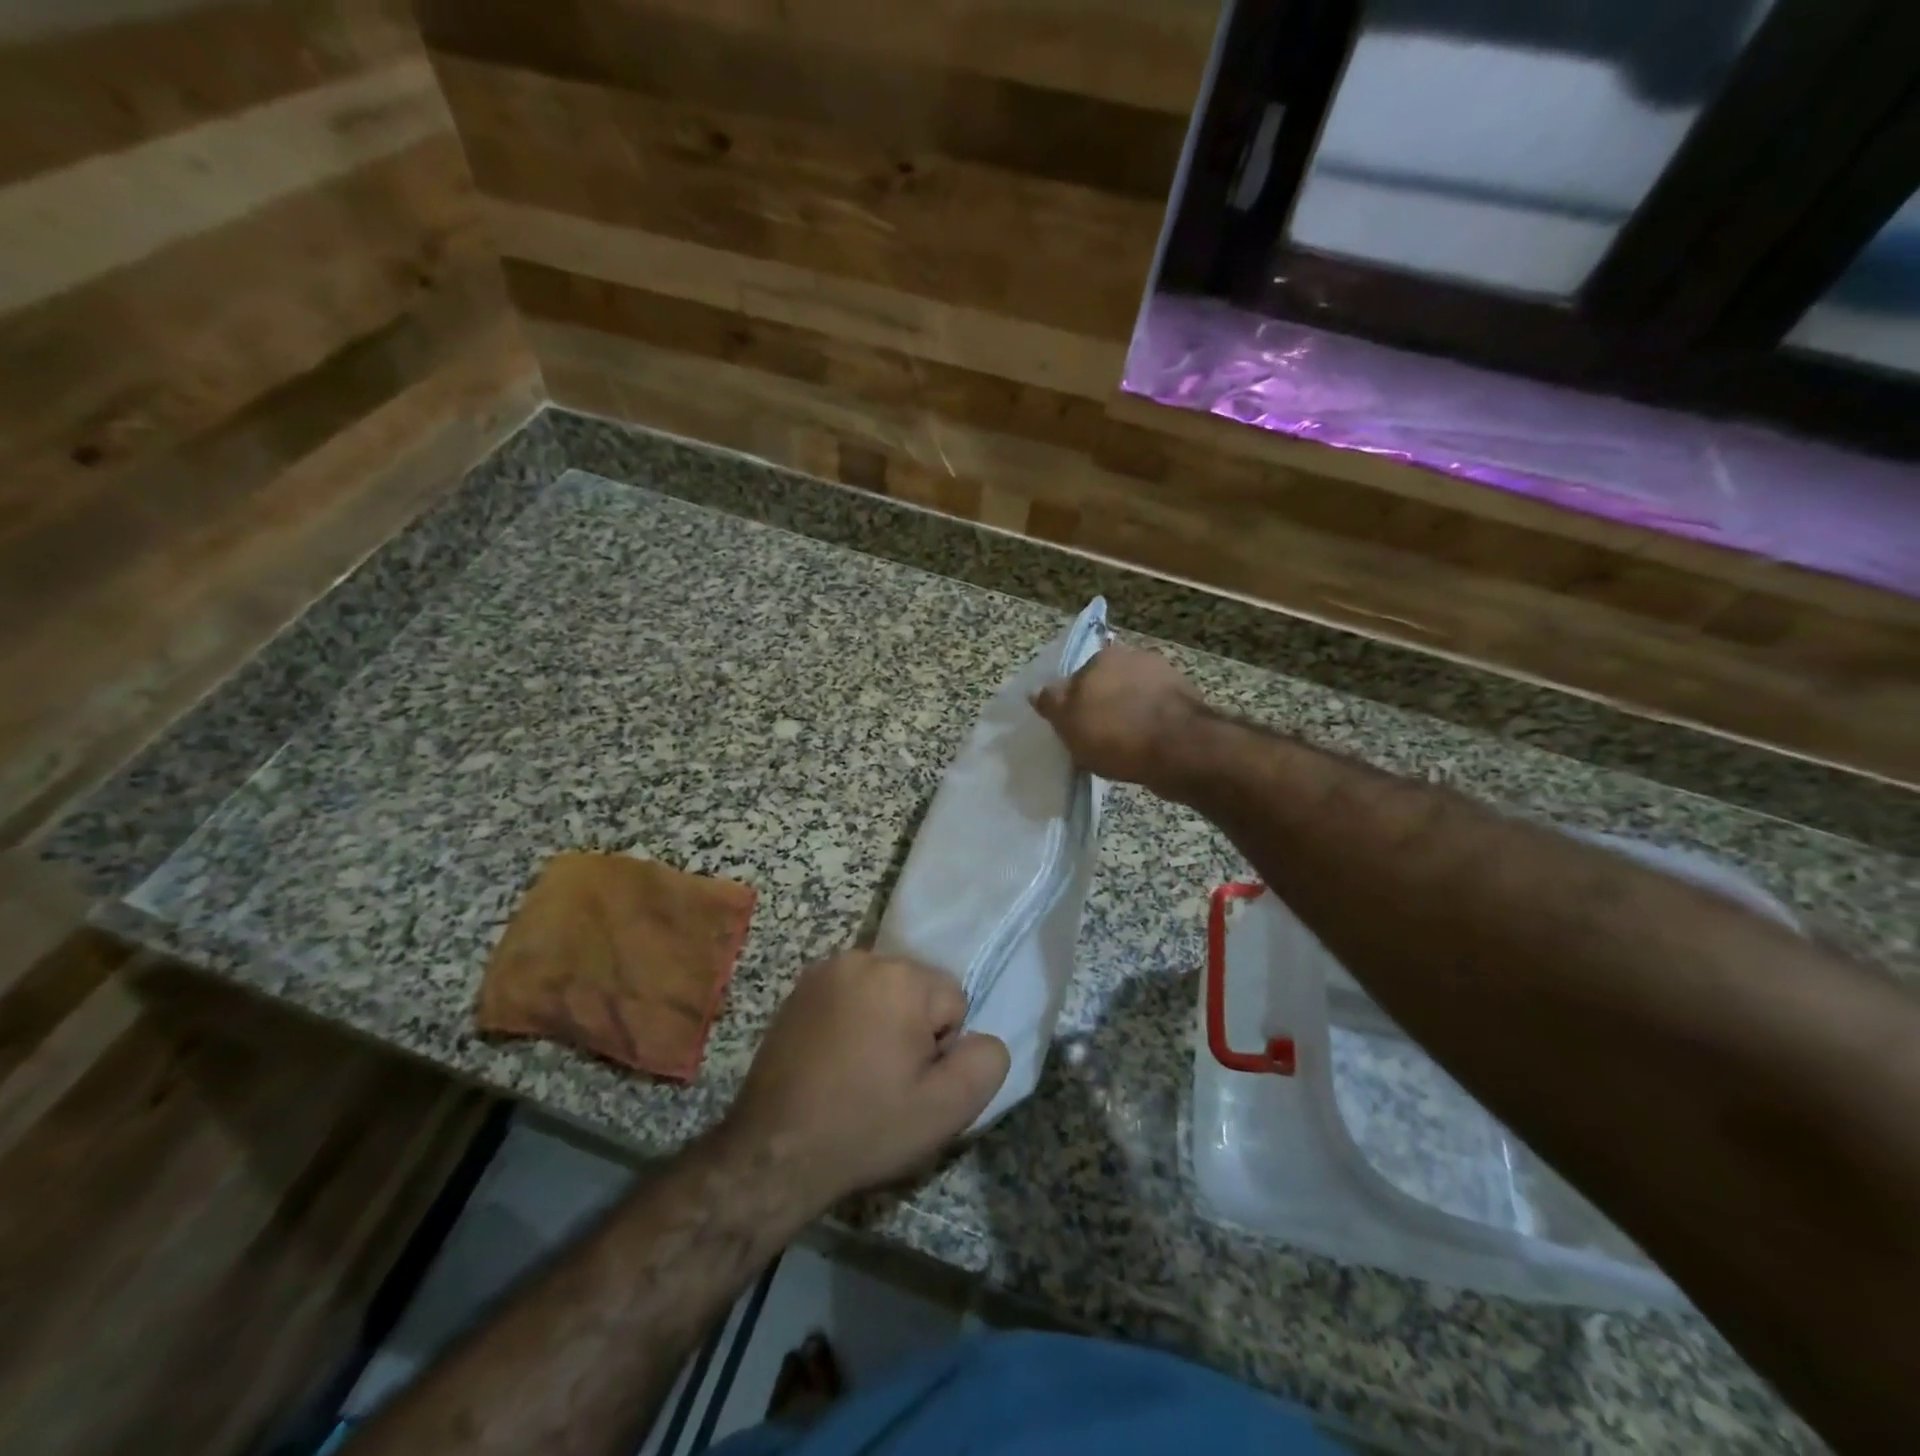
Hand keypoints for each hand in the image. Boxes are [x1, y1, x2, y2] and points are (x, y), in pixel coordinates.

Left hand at [724, 952, 1009, 1208]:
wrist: (775, 1152)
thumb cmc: (866, 1127)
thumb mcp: (946, 1109)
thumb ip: (985, 1062)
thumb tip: (983, 1037)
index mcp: (901, 977)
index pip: (953, 1001)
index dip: (941, 1048)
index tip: (911, 1082)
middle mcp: (863, 958)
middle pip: (918, 990)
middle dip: (912, 1029)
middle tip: (885, 1080)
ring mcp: (825, 970)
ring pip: (884, 992)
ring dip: (882, 1023)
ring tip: (857, 1072)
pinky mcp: (799, 988)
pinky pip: (850, 996)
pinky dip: (851, 1020)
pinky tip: (833, 1061)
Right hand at [1032, 644, 1205, 785]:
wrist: (1180, 751)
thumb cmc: (1115, 734)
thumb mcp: (1067, 722)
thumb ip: (1051, 703)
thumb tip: (1037, 690)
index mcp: (1103, 657)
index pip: (1078, 676)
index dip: (1073, 702)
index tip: (1074, 726)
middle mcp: (1136, 657)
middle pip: (1109, 684)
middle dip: (1104, 705)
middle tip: (1097, 737)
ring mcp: (1166, 678)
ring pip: (1135, 698)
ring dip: (1129, 716)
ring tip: (1123, 748)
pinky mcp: (1188, 703)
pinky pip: (1158, 715)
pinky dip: (1150, 728)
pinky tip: (1145, 750)